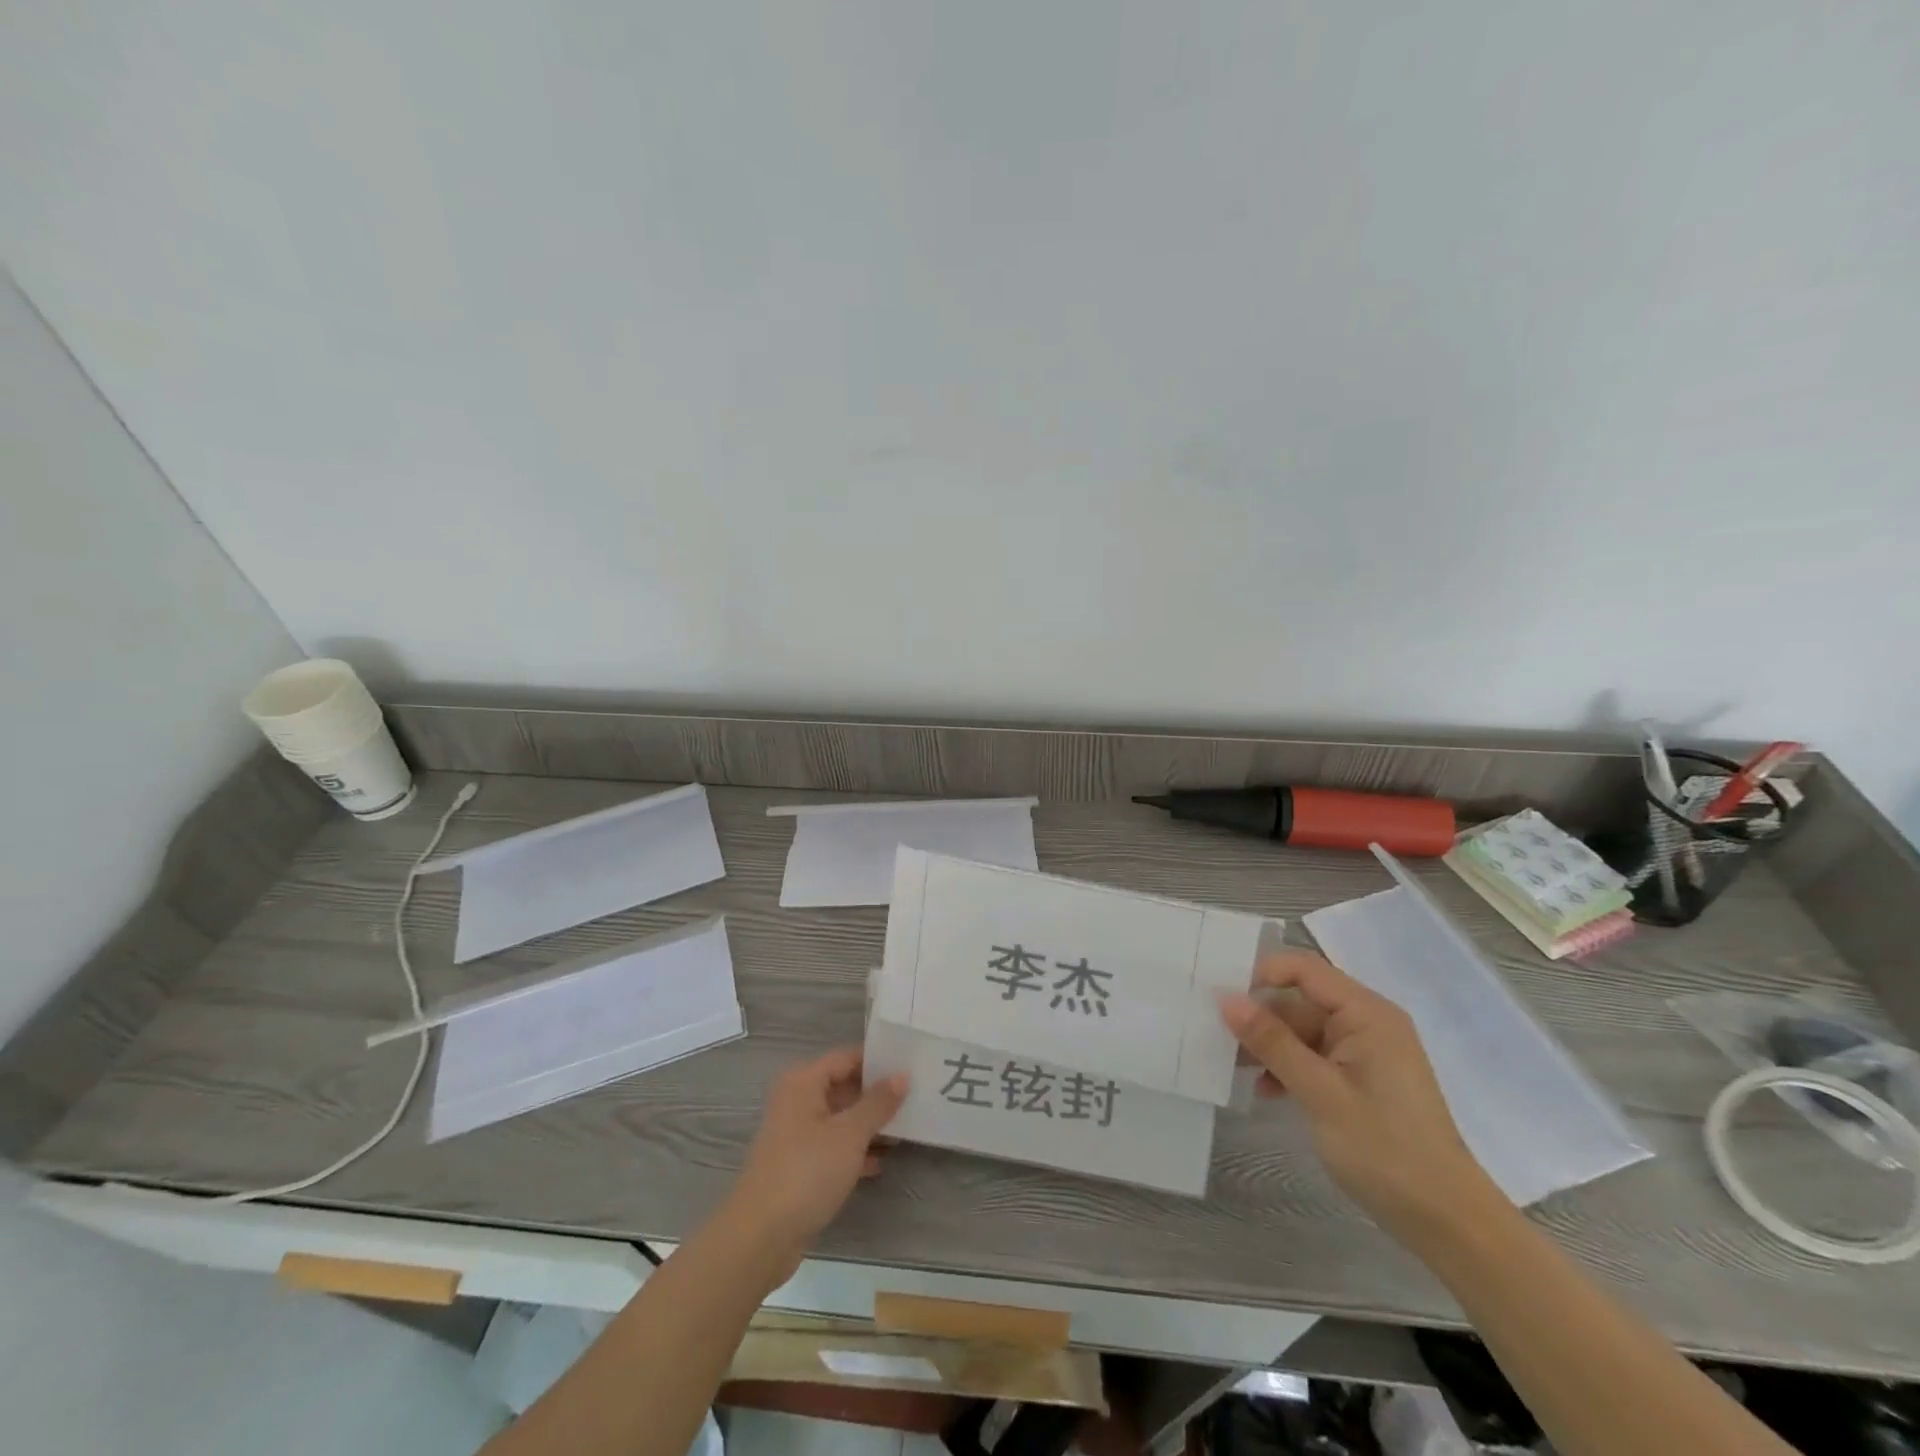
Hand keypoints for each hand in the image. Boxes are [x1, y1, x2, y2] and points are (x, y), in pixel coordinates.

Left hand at [720, 1048, 907, 1282]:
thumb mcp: (850, 1134)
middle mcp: (797, 1101)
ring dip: (870, 1124)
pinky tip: (882, 1161)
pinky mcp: (799, 1165)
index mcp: (803, 1082)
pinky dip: (856, 1150)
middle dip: (877, 1094)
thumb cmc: (807, 1172)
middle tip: (916, 1095)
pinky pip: (834, 1146)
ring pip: (841, 1118)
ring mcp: (797, 1135)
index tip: (912, 1063)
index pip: (847, 1057)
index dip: (878, 1060)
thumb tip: (902, 1074)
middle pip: (844, 1086)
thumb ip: (878, 1103)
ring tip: (908, 1126)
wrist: (760, 1238)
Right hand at [1220, 951, 1504, 1240]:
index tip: (1221, 995)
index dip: (1261, 973)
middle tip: (1216, 1036)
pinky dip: (1289, 1068)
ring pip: (1303, 1031)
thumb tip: (1226, 999)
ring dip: (1270, 1046)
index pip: (1304, 969)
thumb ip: (1272, 1042)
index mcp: (1366, 1014)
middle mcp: (1367, 1023)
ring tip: (1232, 1067)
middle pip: (1300, 1001)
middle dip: (1260, 1017)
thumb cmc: (1385, 1150)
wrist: (1447, 1223)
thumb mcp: (1319, 1093)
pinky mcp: (1362, 1080)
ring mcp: (1366, 1053)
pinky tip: (1266, 1091)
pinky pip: (1315, 1057)